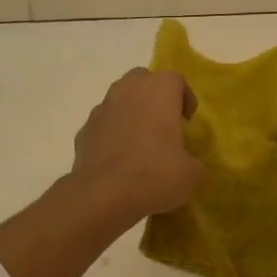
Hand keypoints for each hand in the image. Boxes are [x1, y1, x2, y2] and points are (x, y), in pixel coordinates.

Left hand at [68, 68, 204, 221]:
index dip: (184, 97)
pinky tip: (118, 158)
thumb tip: (186, 163)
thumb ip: (192, 160)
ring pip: (119, 99)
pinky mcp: (84, 130)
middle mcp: (127, 90)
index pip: (175, 80)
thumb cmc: (155, 175)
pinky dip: (112, 133)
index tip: (188, 120)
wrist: (103, 196)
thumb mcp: (191, 174)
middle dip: (153, 96)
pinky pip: (103, 124)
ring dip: (131, 113)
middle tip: (163, 123)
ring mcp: (101, 109)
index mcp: (158, 91)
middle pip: (142, 80)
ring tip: (140, 142)